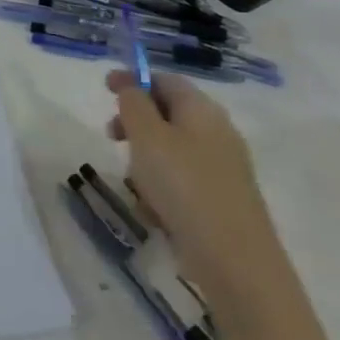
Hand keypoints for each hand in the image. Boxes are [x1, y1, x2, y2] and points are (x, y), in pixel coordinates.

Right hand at [104, 70, 283, 307]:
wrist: (234, 259)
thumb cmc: (183, 186)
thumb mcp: (147, 136)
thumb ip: (133, 103)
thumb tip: (132, 87)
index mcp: (202, 110)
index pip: (165, 80)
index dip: (134, 79)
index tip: (105, 87)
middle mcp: (217, 133)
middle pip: (168, 114)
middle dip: (135, 123)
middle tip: (112, 137)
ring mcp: (222, 168)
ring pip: (171, 150)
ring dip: (145, 160)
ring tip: (135, 185)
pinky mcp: (221, 200)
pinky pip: (181, 181)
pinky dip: (162, 189)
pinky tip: (154, 212)